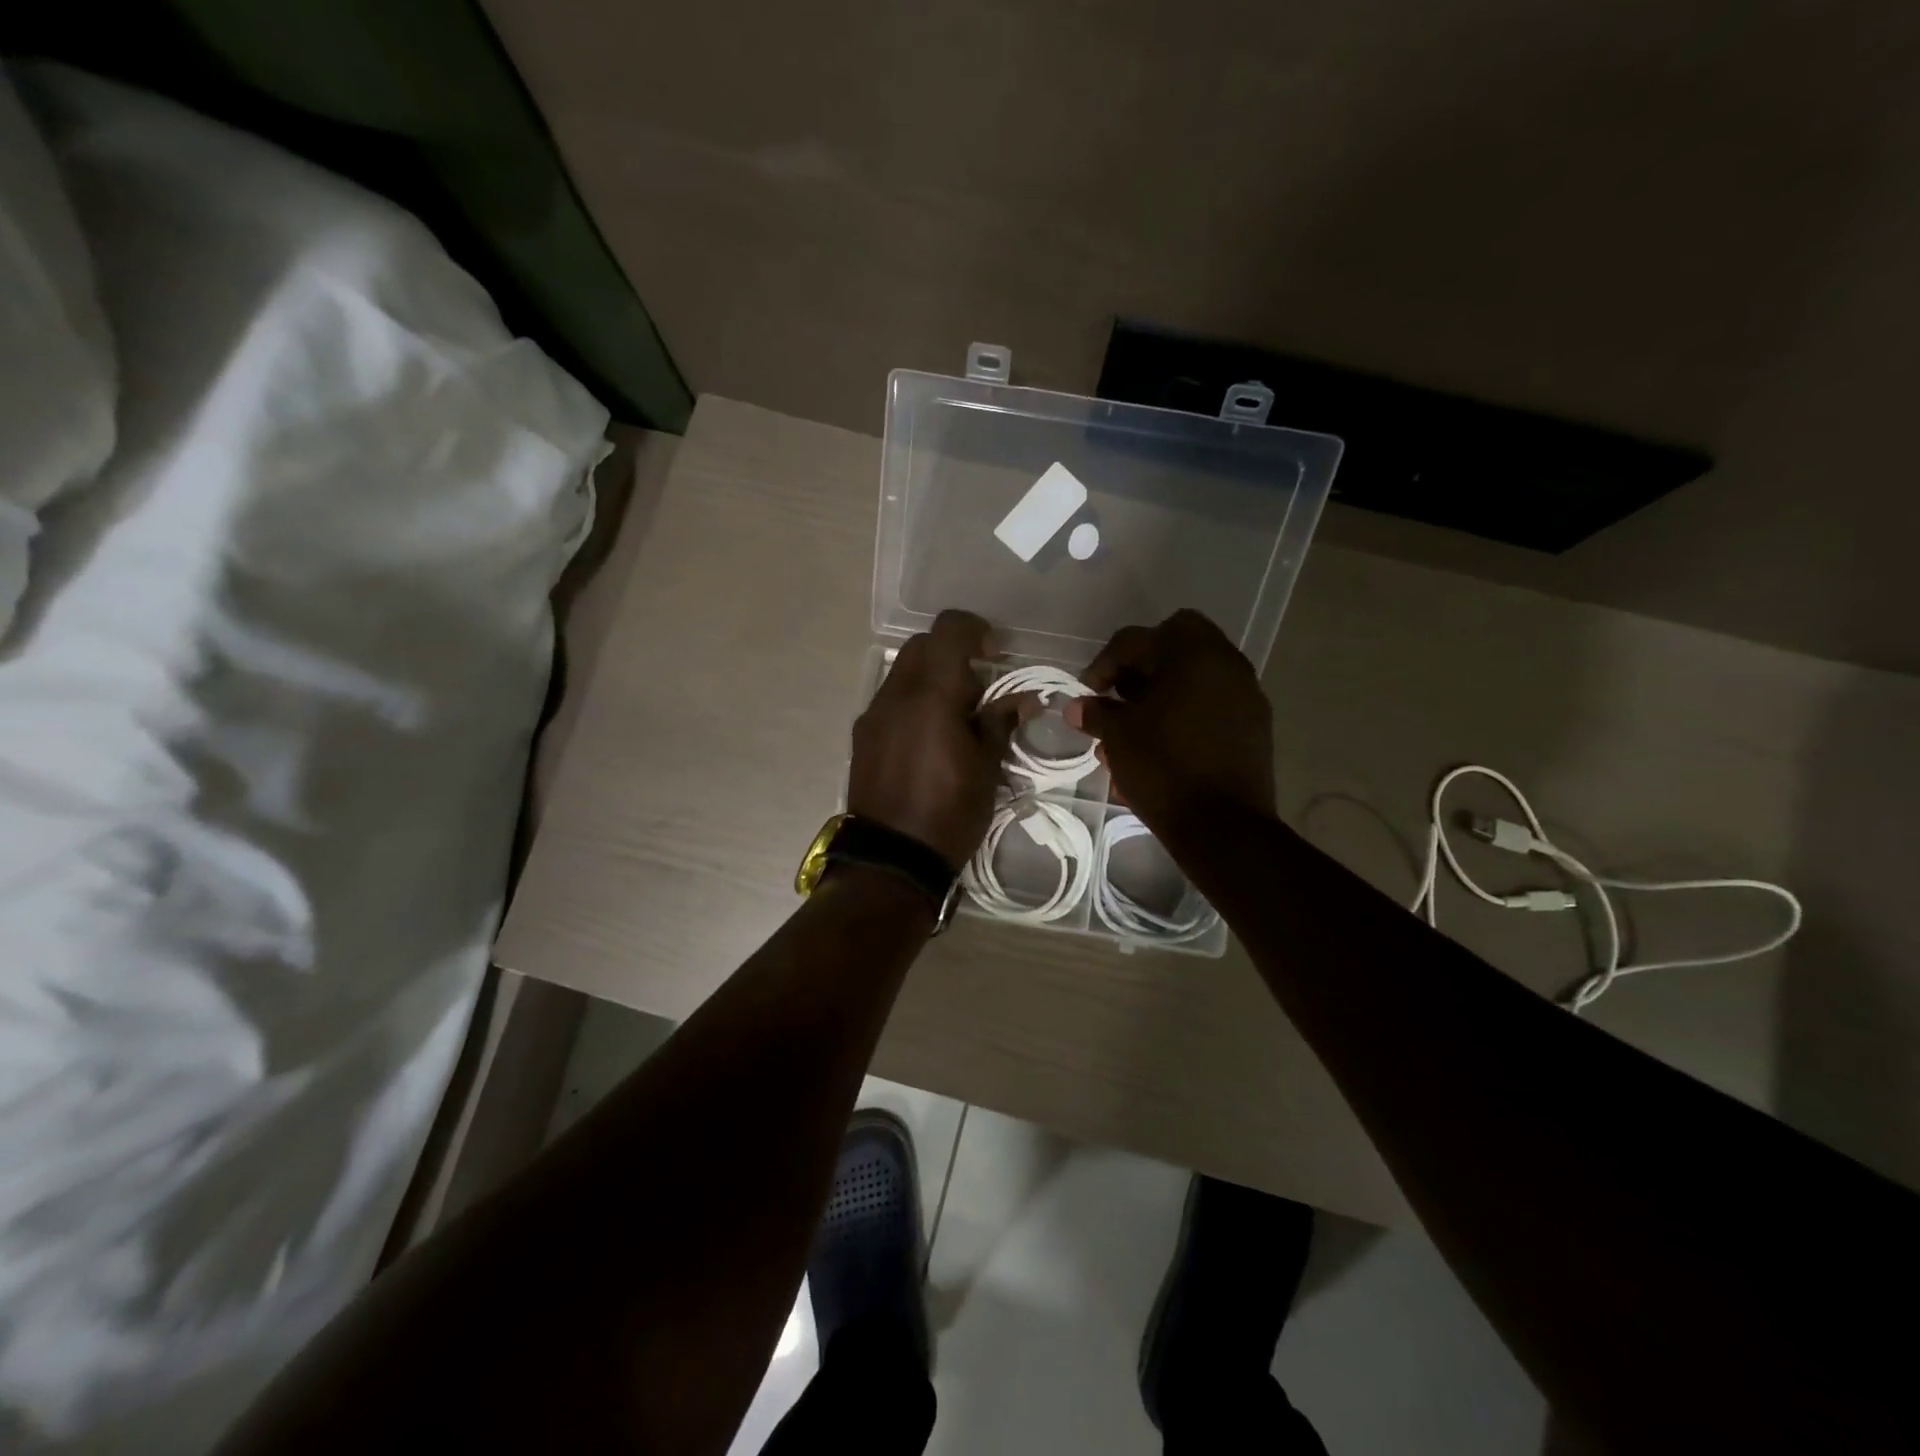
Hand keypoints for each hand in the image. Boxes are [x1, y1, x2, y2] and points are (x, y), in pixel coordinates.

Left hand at [849, 610, 1021, 870]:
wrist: (892, 859)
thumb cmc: (950, 813)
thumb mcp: (987, 769)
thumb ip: (1001, 723)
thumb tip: (1022, 700)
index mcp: (932, 695)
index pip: (948, 629)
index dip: (976, 630)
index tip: (995, 654)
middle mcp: (896, 694)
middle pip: (922, 646)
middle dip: (953, 654)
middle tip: (978, 687)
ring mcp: (873, 714)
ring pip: (903, 672)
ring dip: (931, 679)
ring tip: (954, 717)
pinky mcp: (861, 736)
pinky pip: (890, 700)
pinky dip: (912, 702)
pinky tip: (928, 738)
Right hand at [1064, 609, 1275, 836]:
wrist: (1223, 827)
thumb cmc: (1164, 769)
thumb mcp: (1118, 737)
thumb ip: (1097, 713)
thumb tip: (1077, 707)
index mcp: (1193, 654)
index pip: (1136, 639)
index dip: (1104, 664)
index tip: (1089, 693)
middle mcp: (1226, 663)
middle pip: (1176, 641)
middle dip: (1142, 664)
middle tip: (1120, 694)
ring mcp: (1246, 694)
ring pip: (1196, 673)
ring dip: (1164, 688)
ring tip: (1137, 724)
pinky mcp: (1254, 725)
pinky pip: (1213, 701)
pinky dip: (1186, 709)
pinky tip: (1164, 741)